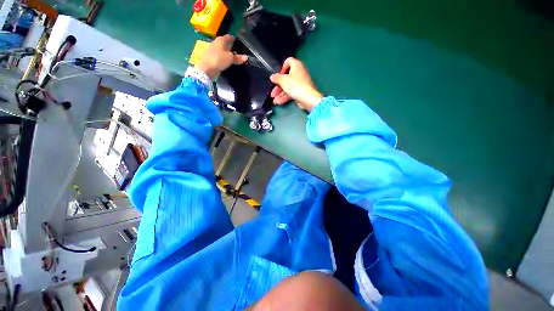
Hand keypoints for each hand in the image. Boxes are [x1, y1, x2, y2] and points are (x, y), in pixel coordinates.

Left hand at [195, 35, 247, 79]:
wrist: (206, 68)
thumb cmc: (219, 60)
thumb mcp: (230, 59)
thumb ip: (238, 58)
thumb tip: (246, 57)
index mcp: (221, 40)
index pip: (228, 37)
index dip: (233, 39)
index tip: (237, 42)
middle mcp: (215, 42)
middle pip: (223, 43)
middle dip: (229, 46)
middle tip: (235, 50)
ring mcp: (211, 49)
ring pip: (220, 49)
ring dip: (225, 52)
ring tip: (230, 57)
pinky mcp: (209, 56)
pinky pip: (217, 55)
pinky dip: (221, 57)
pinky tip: (224, 61)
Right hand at [269, 57, 322, 111]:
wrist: (307, 98)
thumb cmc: (296, 86)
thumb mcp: (283, 80)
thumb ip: (276, 78)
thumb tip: (272, 77)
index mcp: (296, 65)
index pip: (288, 62)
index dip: (281, 68)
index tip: (277, 75)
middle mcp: (299, 73)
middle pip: (286, 77)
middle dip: (278, 86)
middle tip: (273, 92)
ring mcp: (300, 83)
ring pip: (288, 87)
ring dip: (280, 93)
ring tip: (274, 99)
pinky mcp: (300, 92)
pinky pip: (291, 93)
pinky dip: (285, 97)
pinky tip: (279, 102)